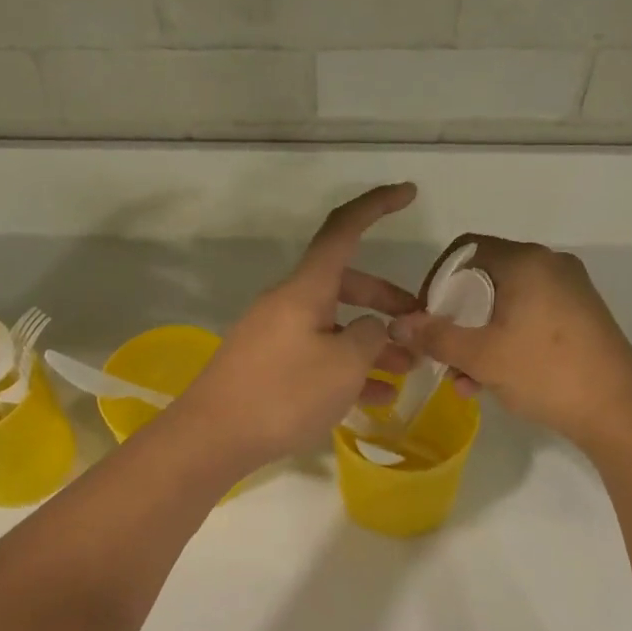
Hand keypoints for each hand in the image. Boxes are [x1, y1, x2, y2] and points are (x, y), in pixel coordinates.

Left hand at [177, 184, 421, 471]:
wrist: (212, 437)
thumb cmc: (284, 394)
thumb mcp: (343, 365)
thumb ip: (370, 338)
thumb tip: (372, 328)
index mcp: (305, 289)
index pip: (343, 230)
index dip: (376, 206)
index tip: (408, 193)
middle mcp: (289, 302)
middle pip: (346, 284)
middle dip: (386, 302)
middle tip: (419, 327)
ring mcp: (275, 334)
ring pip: (334, 325)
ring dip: (370, 342)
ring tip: (406, 370)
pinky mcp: (268, 364)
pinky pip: (317, 353)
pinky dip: (346, 367)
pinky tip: (375, 397)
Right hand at [389, 235, 631, 454]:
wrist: (620, 411)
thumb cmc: (545, 372)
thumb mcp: (480, 356)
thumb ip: (435, 336)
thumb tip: (397, 324)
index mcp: (526, 262)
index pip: (465, 249)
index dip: (436, 280)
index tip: (423, 316)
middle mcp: (550, 265)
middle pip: (484, 278)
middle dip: (456, 317)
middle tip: (441, 351)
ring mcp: (570, 291)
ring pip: (506, 303)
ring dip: (478, 336)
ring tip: (464, 378)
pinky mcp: (581, 316)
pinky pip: (529, 317)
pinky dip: (505, 339)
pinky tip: (493, 379)